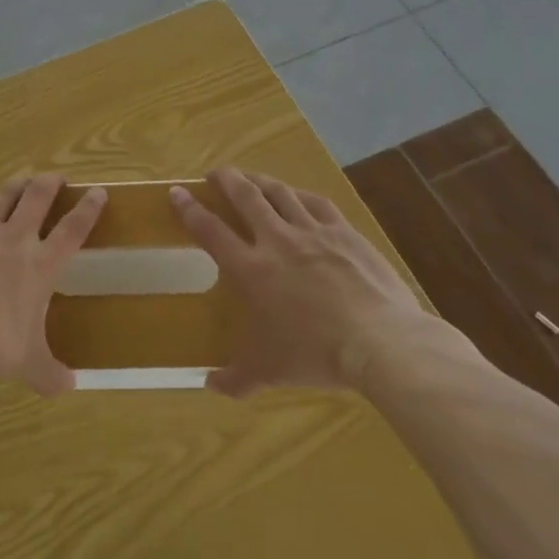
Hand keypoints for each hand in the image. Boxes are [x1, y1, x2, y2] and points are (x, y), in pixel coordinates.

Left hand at [0, 174, 105, 395]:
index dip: (88, 211)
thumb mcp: (25, 362)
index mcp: (39, 266)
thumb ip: (48, 372)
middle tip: (56, 175)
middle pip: (36, 200)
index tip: (97, 192)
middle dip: (48, 184)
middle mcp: (14, 239)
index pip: (72, 232)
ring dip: (13, 186)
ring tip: (21, 178)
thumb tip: (69, 387)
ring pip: (2, 197)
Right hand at [170, 166, 431, 394]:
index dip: (190, 209)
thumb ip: (237, 377)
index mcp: (251, 269)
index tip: (177, 192)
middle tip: (216, 173)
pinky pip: (317, 203)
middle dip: (226, 179)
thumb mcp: (270, 370)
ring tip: (251, 178)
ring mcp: (313, 232)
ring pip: (280, 193)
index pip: (211, 230)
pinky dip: (301, 195)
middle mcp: (277, 240)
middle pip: (245, 196)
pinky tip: (298, 195)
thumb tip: (210, 386)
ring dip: (261, 181)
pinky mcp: (345, 232)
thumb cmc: (316, 354)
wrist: (380, 341)